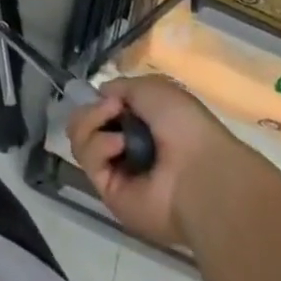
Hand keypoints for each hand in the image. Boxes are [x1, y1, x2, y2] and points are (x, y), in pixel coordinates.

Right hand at [67, 74, 235, 248]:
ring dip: (92, 123)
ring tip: (119, 130)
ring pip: (80, 140)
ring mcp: (117, 172)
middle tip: (110, 109)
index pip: (103, 110)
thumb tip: (102, 95)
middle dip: (91, 110)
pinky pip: (89, 161)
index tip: (104, 95)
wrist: (200, 171)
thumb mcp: (152, 88)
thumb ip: (121, 87)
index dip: (97, 100)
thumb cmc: (184, 125)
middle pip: (84, 124)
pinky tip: (119, 145)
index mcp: (142, 125)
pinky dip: (99, 146)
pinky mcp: (109, 194)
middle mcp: (127, 148)